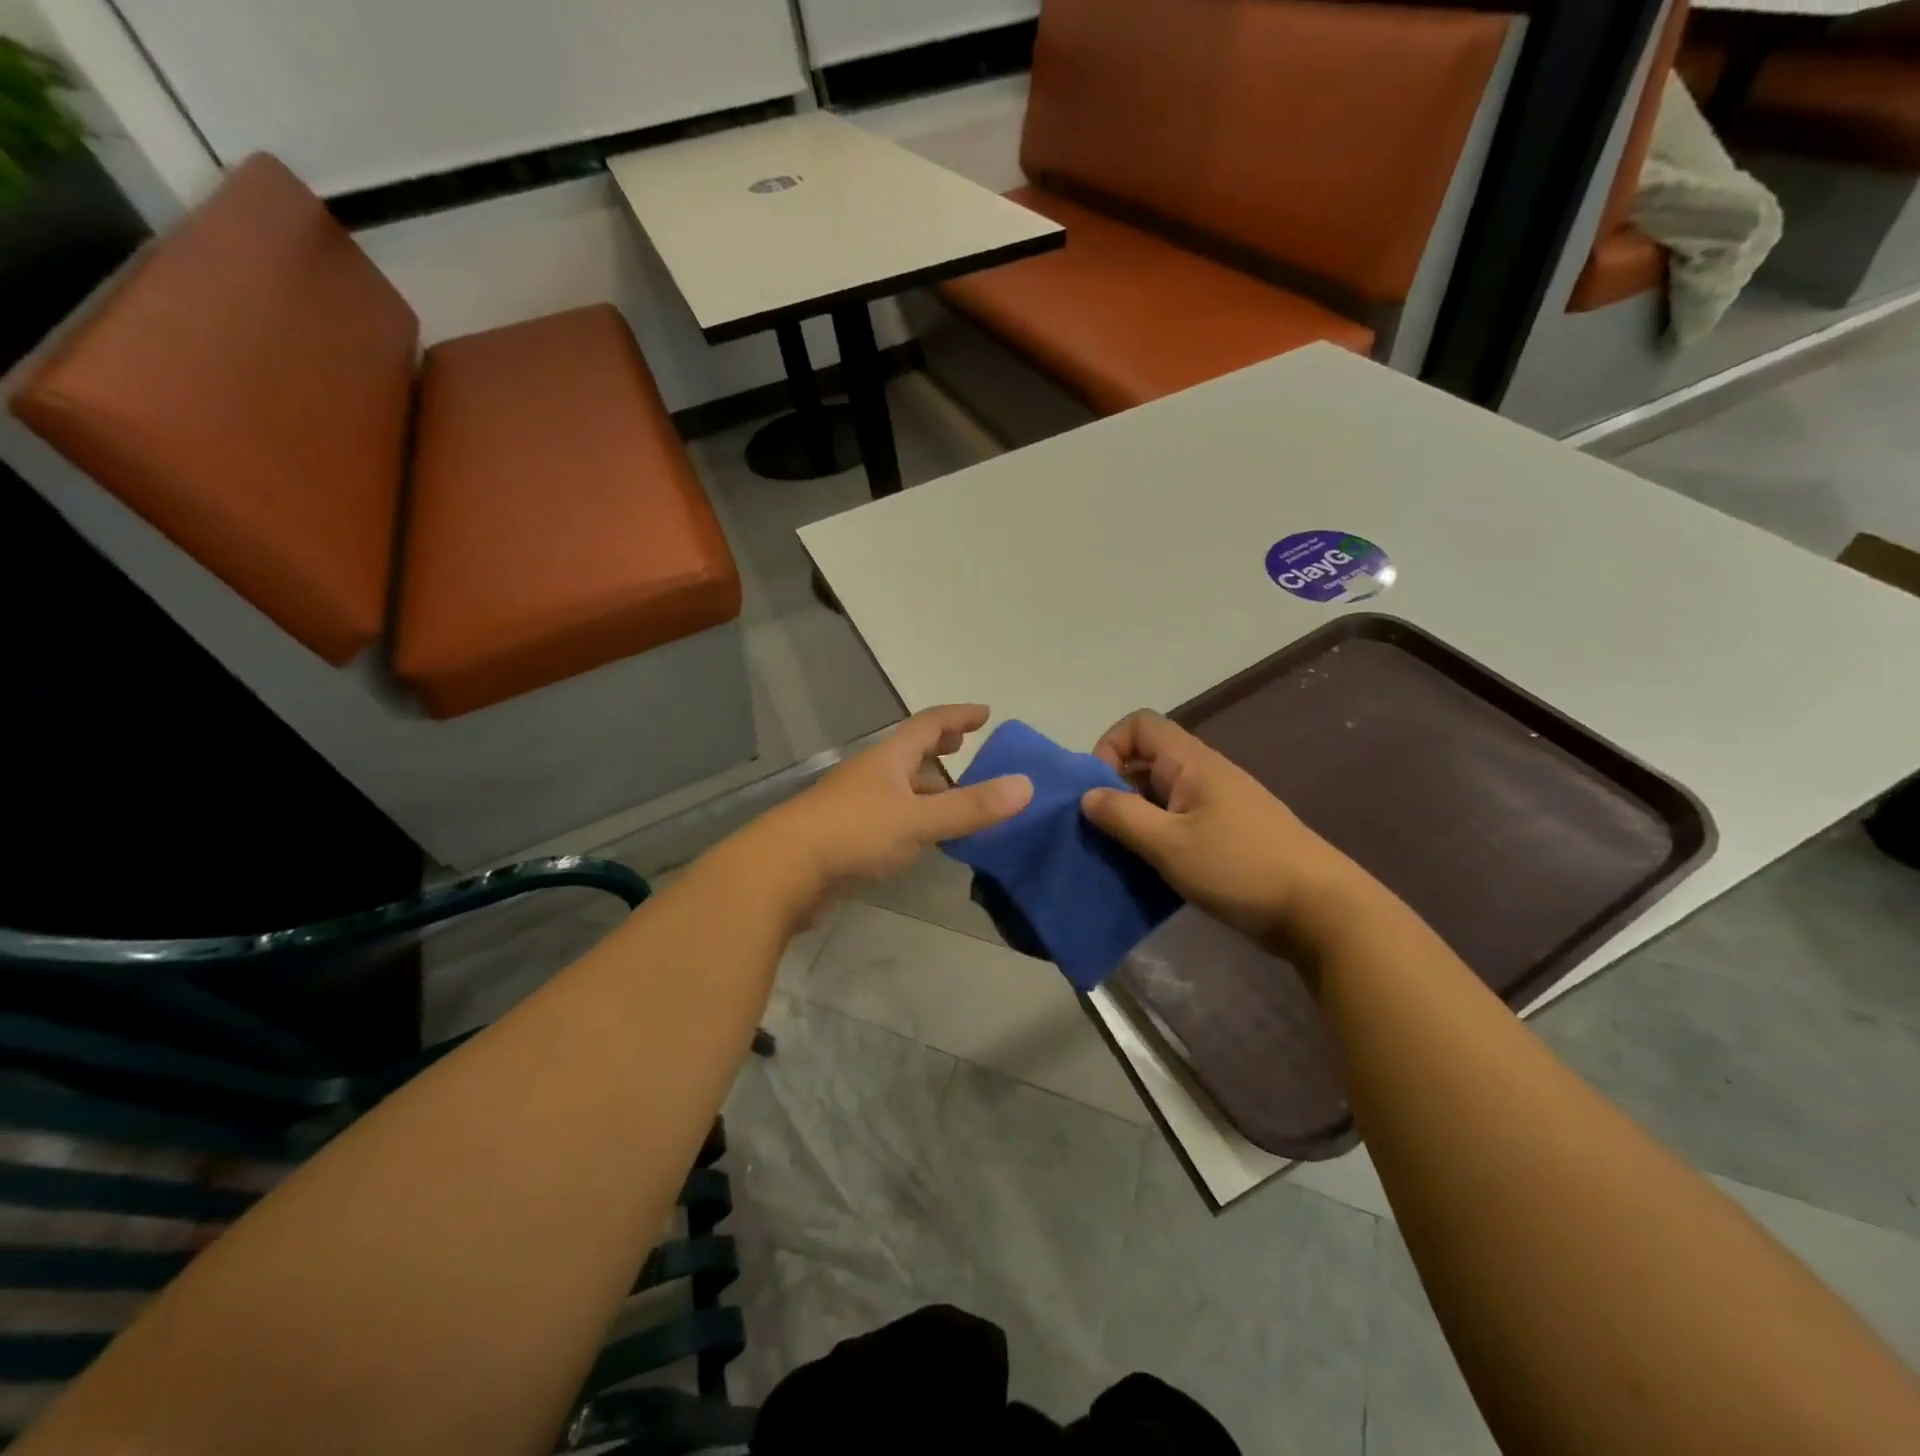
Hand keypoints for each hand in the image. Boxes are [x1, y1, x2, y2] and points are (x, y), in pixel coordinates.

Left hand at [760, 705, 1031, 907]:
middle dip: (938, 747)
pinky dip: (912, 817)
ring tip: (953, 795)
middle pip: (909, 752)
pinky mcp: (845, 837)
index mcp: (888, 759)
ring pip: (899, 787)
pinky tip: (922, 838)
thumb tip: (1027, 785)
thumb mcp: (919, 820)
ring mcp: (854, 805)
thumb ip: (971, 807)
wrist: (781, 872)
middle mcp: (871, 775)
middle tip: (964, 747)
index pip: (928, 724)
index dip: (958, 716)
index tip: (985, 714)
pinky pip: (889, 817)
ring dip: (926, 785)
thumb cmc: (852, 834)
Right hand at [1080, 710, 1362, 954]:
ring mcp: (1217, 804)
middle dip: (1114, 788)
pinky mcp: (1226, 834)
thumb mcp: (1169, 844)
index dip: (1109, 747)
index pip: (1139, 725)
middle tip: (1101, 830)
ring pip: (1160, 795)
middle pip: (1146, 760)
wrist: (1320, 909)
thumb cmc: (1240, 868)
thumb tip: (1087, 795)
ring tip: (1120, 854)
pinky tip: (1149, 870)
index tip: (1097, 790)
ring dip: (1134, 818)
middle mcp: (1203, 774)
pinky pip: (1177, 821)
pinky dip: (1157, 837)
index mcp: (1191, 762)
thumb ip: (1122, 816)